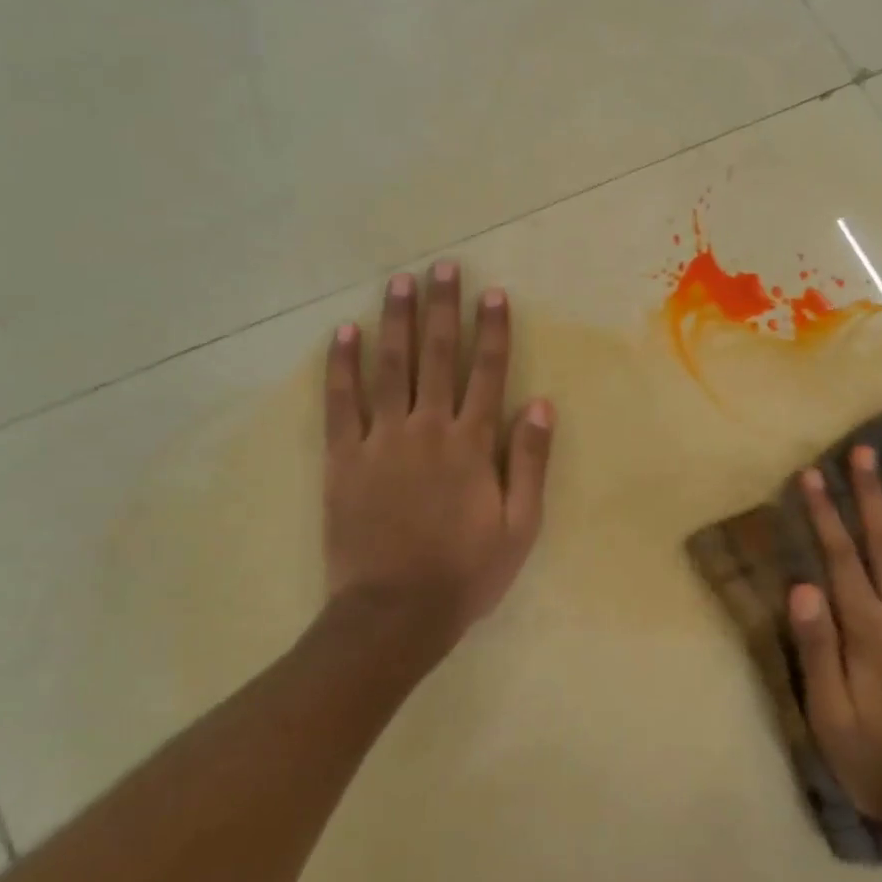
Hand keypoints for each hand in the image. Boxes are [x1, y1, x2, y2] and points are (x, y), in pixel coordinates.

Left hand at [323, 261, 553, 654]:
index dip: (492, 331)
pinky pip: (340, 403)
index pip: (487, 373)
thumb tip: (541, 405)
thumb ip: (529, 462)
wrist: (395, 613)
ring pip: (389, 367)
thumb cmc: (466, 572)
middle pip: (436, 356)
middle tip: (443, 267)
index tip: (493, 294)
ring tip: (399, 282)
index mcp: (471, 445)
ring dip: (395, 321)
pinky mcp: (342, 458)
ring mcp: (380, 440)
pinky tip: (344, 334)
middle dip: (442, 308)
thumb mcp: (520, 526)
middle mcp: (427, 429)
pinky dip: (341, 366)